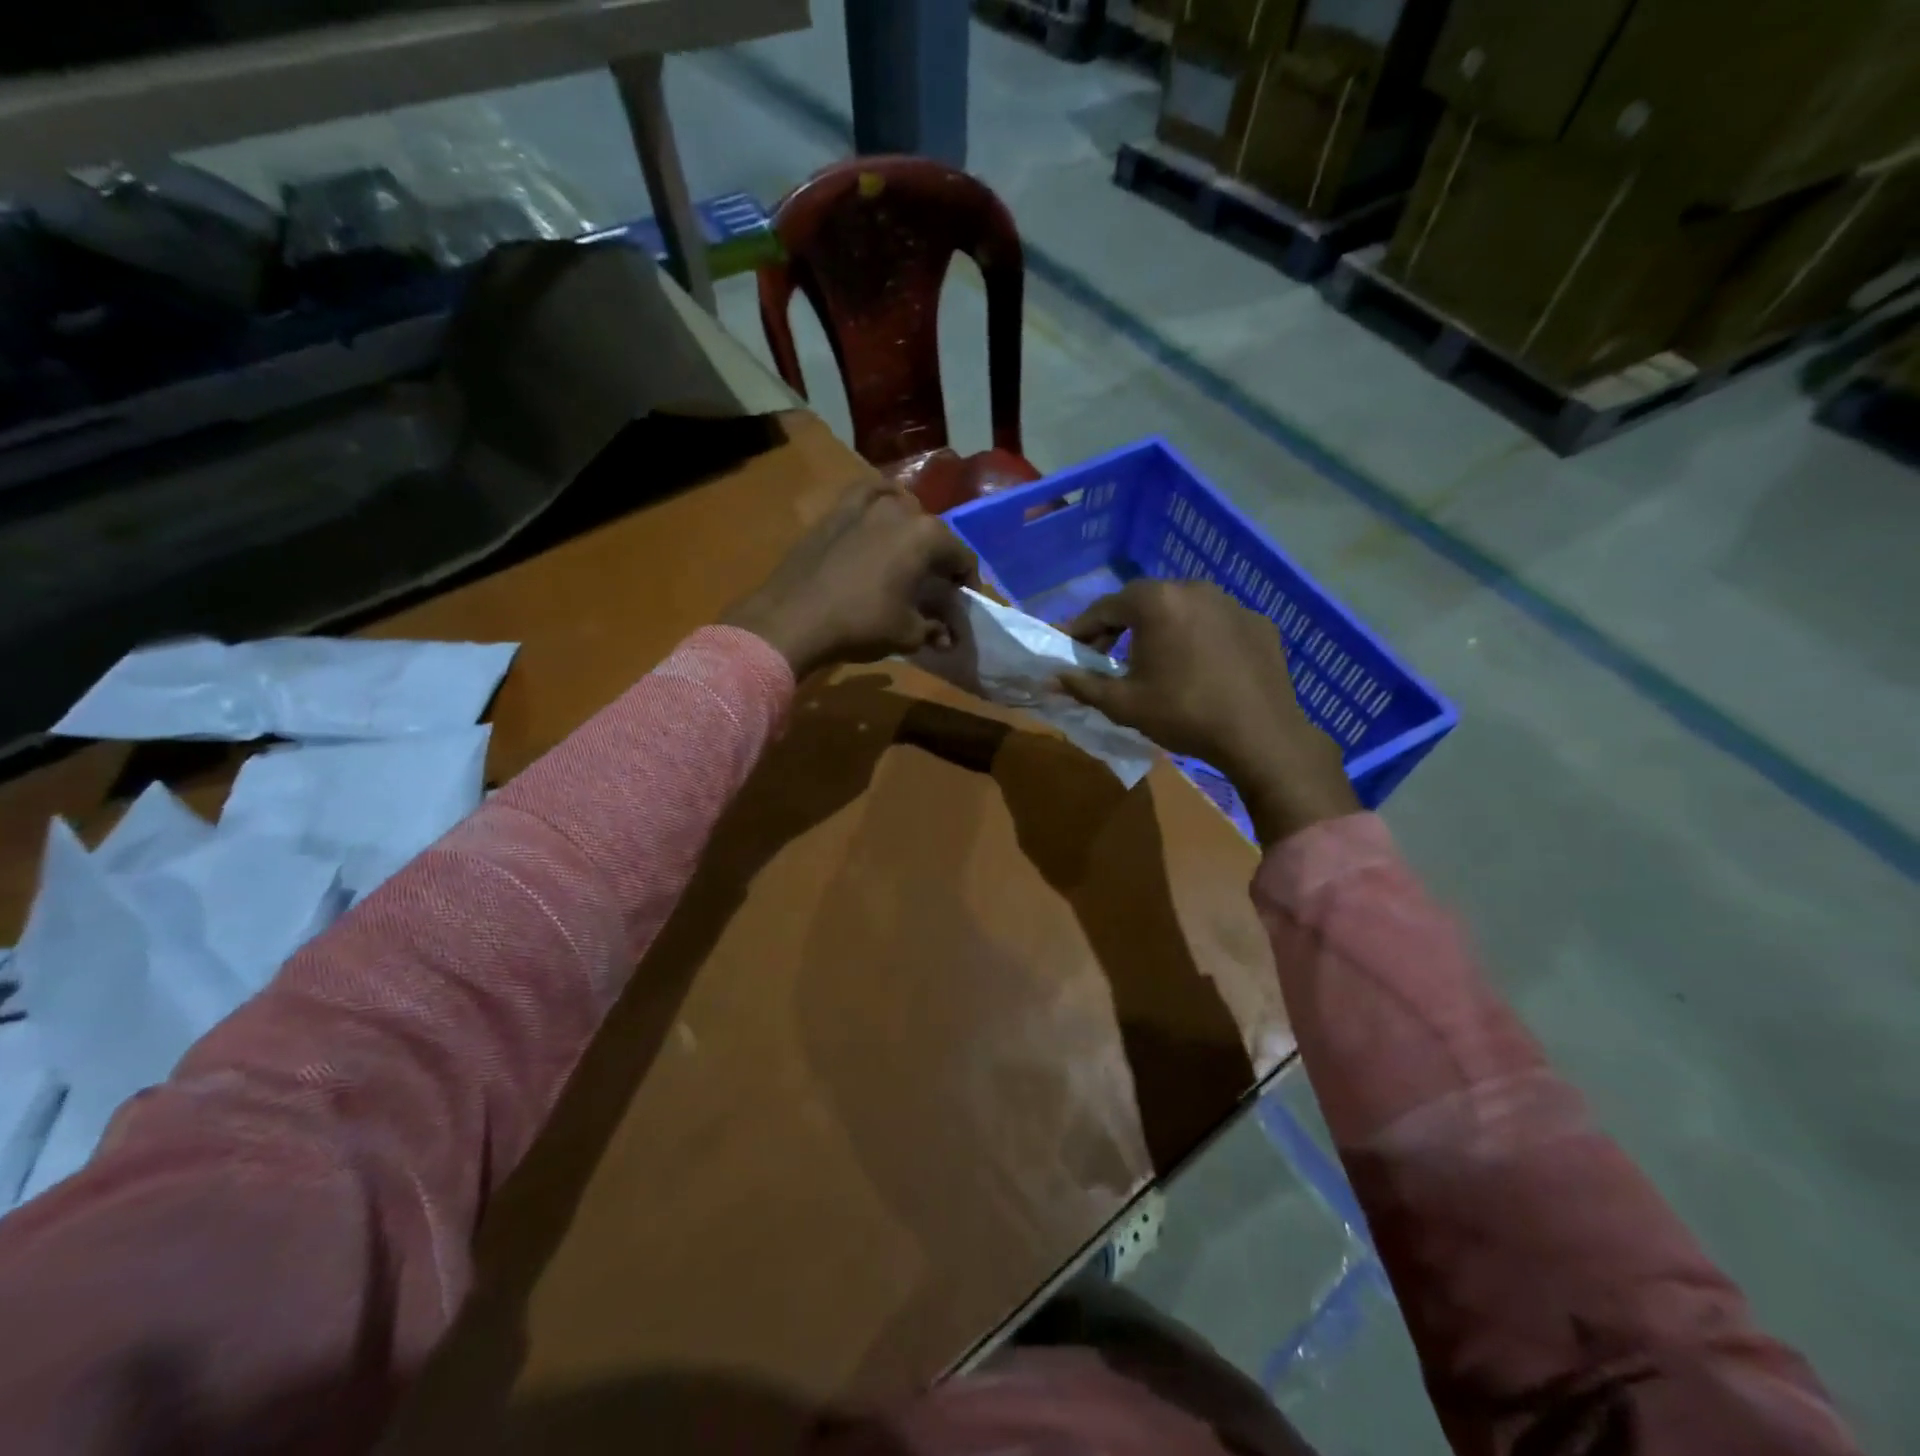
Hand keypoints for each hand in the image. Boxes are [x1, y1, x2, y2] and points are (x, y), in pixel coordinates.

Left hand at [722, 480, 977, 678]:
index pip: (962, 557)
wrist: (793, 619)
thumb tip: (947, 637)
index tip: (962, 604)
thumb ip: (934, 630)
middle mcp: (901, 510)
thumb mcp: (908, 634)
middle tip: (935, 588)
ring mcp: (865, 505)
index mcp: (927, 536)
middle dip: (940, 560)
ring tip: (907, 557)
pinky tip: (880, 512)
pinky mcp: (836, 510)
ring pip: (902, 510)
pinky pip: (867, 496)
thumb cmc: (860, 625)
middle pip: (934, 534)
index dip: (967, 583)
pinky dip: (879, 501)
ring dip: (912, 531)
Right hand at [1056, 580, 1359, 844]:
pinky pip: (1215, 623)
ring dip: (1160, 629)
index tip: (1072, 649)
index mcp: (1157, 602)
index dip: (1083, 628)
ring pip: (1182, 609)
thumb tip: (1051, 679)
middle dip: (1120, 626)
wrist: (1261, 736)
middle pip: (1144, 601)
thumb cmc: (1184, 714)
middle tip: (1106, 655)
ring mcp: (1231, 603)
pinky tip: (1198, 668)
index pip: (1106, 607)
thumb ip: (1084, 686)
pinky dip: (1198, 638)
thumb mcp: (1124, 704)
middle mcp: (1194, 589)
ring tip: (1153, 661)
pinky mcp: (1257, 623)